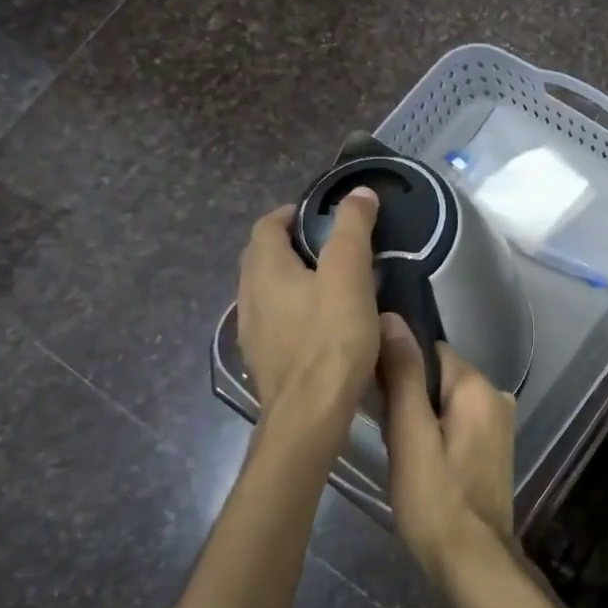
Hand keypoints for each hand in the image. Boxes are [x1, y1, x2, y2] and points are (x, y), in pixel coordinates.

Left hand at [237, 190, 380, 421]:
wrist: (309, 414)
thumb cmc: (331, 339)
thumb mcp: (349, 276)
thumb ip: (353, 230)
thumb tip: (359, 193)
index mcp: (264, 268)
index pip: (267, 225)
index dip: (292, 214)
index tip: (322, 217)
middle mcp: (248, 295)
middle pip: (263, 257)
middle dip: (292, 246)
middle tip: (331, 249)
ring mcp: (251, 331)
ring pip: (267, 291)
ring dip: (292, 280)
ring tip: (330, 286)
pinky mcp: (263, 359)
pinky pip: (275, 321)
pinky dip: (293, 311)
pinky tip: (320, 327)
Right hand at [376, 313, 515, 580]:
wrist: (474, 561)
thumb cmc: (435, 500)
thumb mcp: (410, 436)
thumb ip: (403, 376)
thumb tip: (392, 319)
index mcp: (478, 386)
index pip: (430, 350)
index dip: (397, 366)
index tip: (374, 395)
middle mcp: (496, 395)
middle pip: (438, 374)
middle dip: (407, 395)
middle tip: (385, 432)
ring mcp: (499, 422)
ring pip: (444, 400)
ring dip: (418, 416)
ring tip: (398, 449)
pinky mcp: (494, 446)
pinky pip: (456, 421)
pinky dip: (434, 431)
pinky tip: (419, 461)